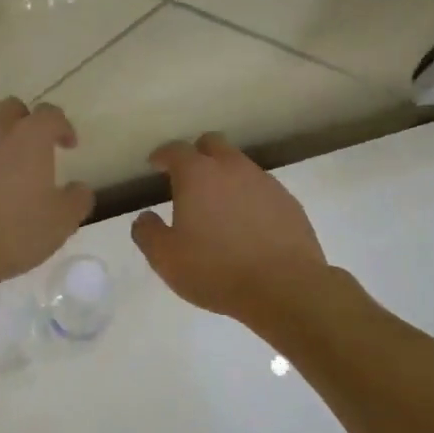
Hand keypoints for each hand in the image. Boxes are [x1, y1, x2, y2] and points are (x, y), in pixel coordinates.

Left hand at [0, 98, 93, 294]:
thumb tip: (78, 188)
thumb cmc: (11, 235)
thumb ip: (77, 199)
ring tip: (7, 175)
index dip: (63, 127)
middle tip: (36, 152)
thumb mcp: (61, 224)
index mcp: (28, 139)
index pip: (50, 115)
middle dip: (27, 123)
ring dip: (0, 144)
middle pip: (12, 110)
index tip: (69, 146)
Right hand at [131, 133, 328, 328]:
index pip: (176, 150)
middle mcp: (232, 168)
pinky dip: (249, 198)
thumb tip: (145, 218)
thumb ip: (148, 233)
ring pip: (240, 166)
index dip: (163, 155)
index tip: (156, 165)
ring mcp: (265, 183)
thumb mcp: (166, 259)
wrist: (283, 287)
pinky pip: (262, 190)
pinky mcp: (288, 202)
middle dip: (197, 155)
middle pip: (213, 144)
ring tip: (218, 207)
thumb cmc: (215, 270)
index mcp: (198, 175)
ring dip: (225, 177)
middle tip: (187, 179)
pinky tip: (247, 225)